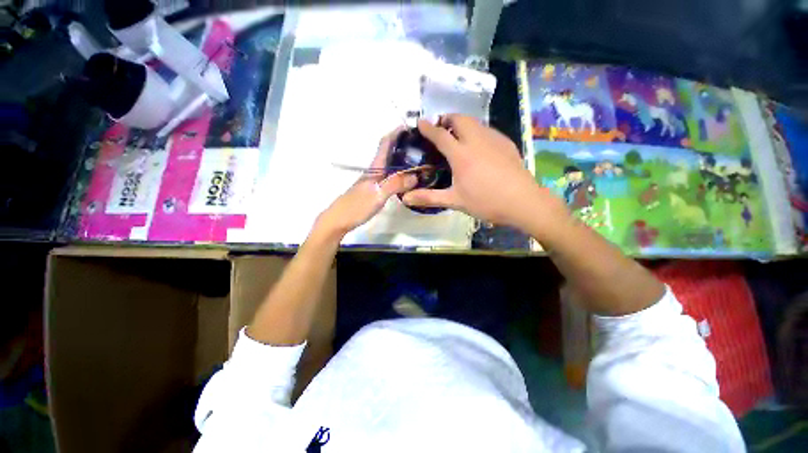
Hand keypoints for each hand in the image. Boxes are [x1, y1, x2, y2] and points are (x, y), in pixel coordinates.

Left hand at [315, 128, 417, 238]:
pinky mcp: (375, 189)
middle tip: (423, 146)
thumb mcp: (378, 195)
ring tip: (420, 160)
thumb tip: (415, 176)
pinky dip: (400, 173)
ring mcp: (374, 180)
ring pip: (391, 165)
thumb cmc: (356, 207)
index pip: (385, 144)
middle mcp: (375, 171)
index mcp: (375, 168)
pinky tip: (408, 179)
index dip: (396, 133)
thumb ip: (395, 184)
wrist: (339, 220)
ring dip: (403, 159)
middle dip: (404, 145)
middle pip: (389, 152)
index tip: (412, 127)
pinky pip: (390, 176)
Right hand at [402, 115, 568, 233]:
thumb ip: (429, 197)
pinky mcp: (506, 143)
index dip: (428, 128)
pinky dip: (477, 131)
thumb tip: (406, 199)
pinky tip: (478, 146)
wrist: (523, 201)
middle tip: (440, 129)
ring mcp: (494, 140)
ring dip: (463, 124)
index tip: (420, 123)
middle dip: (447, 119)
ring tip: (457, 136)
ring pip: (475, 122)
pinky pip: (487, 130)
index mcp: (461, 155)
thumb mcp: (455, 201)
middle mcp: (476, 141)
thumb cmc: (486, 201)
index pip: (440, 135)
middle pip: (460, 119)